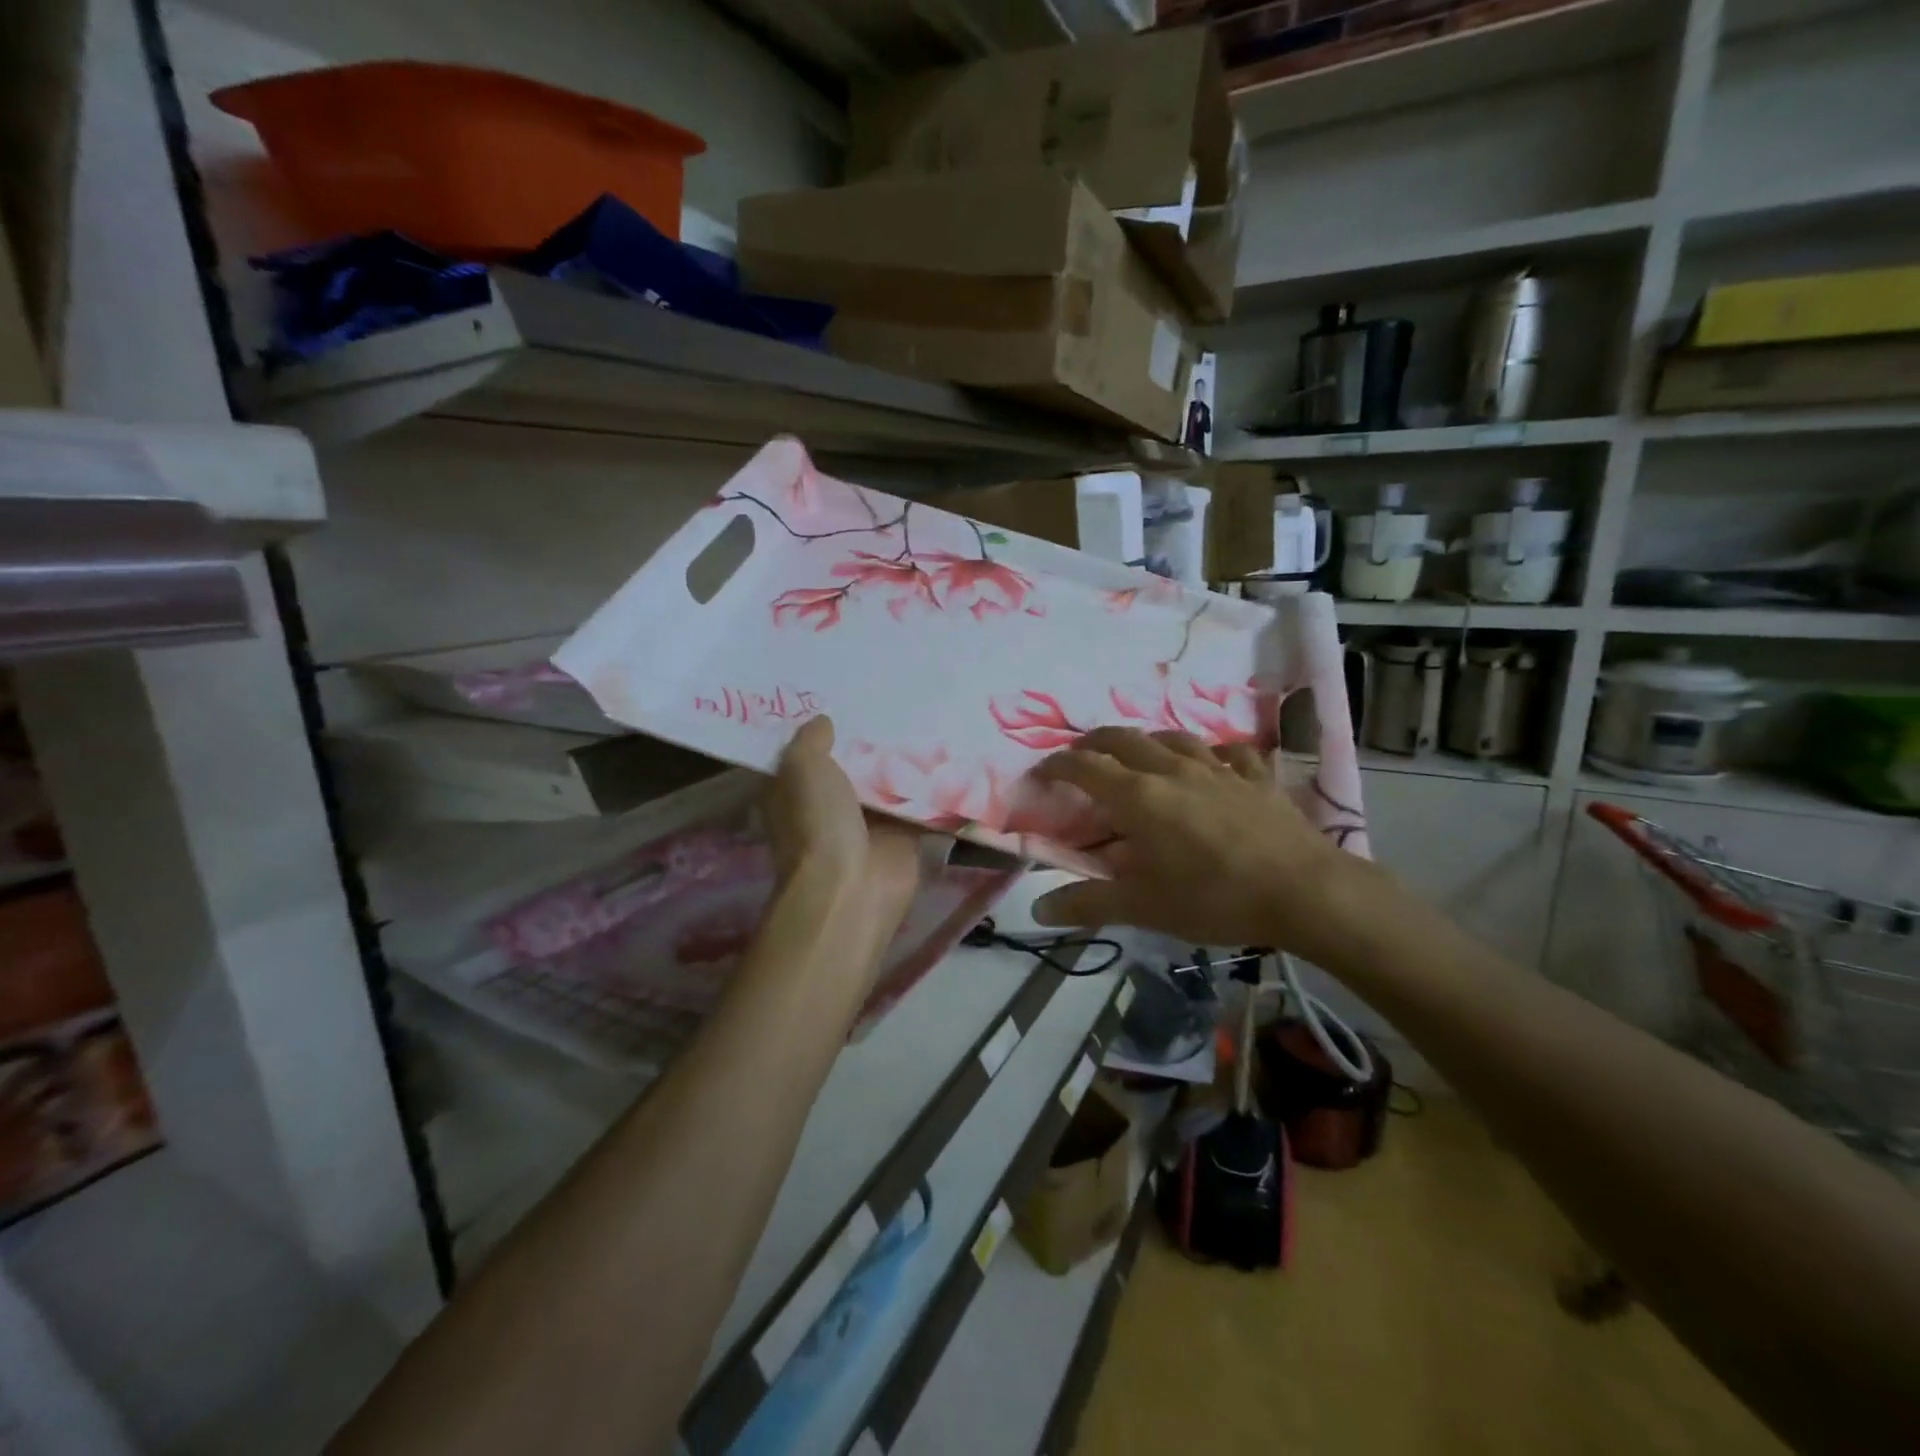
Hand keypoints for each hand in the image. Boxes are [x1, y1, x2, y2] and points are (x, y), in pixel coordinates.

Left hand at [764, 716, 921, 942]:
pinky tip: (950, 750)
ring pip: (888, 780)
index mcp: (795, 790)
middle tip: (895, 695)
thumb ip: (811, 739)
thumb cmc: (818, 822)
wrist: (852, 885)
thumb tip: (824, 720)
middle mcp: (829, 805)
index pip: (808, 752)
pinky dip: (933, 785)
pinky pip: (920, 802)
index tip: (845, 695)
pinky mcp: (904, 834)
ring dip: (904, 759)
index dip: (824, 727)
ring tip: (926, 713)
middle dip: (871, 738)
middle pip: (853, 763)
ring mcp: (868, 821)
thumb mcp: (802, 767)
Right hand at [1030, 728, 1381, 964]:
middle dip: (1094, 742)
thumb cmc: (1215, 898)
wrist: (1305, 891)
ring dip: (1146, 741)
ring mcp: (1218, 769)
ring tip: (1138, 753)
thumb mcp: (1143, 907)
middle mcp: (1173, 770)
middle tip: (1080, 755)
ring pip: (1173, 737)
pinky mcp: (1256, 777)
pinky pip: (1228, 752)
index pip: (1084, 767)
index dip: (1057, 764)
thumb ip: (1088, 904)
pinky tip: (1213, 762)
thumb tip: (1038, 910)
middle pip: (1123, 738)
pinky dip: (1210, 752)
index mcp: (1139, 797)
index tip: (1041, 771)